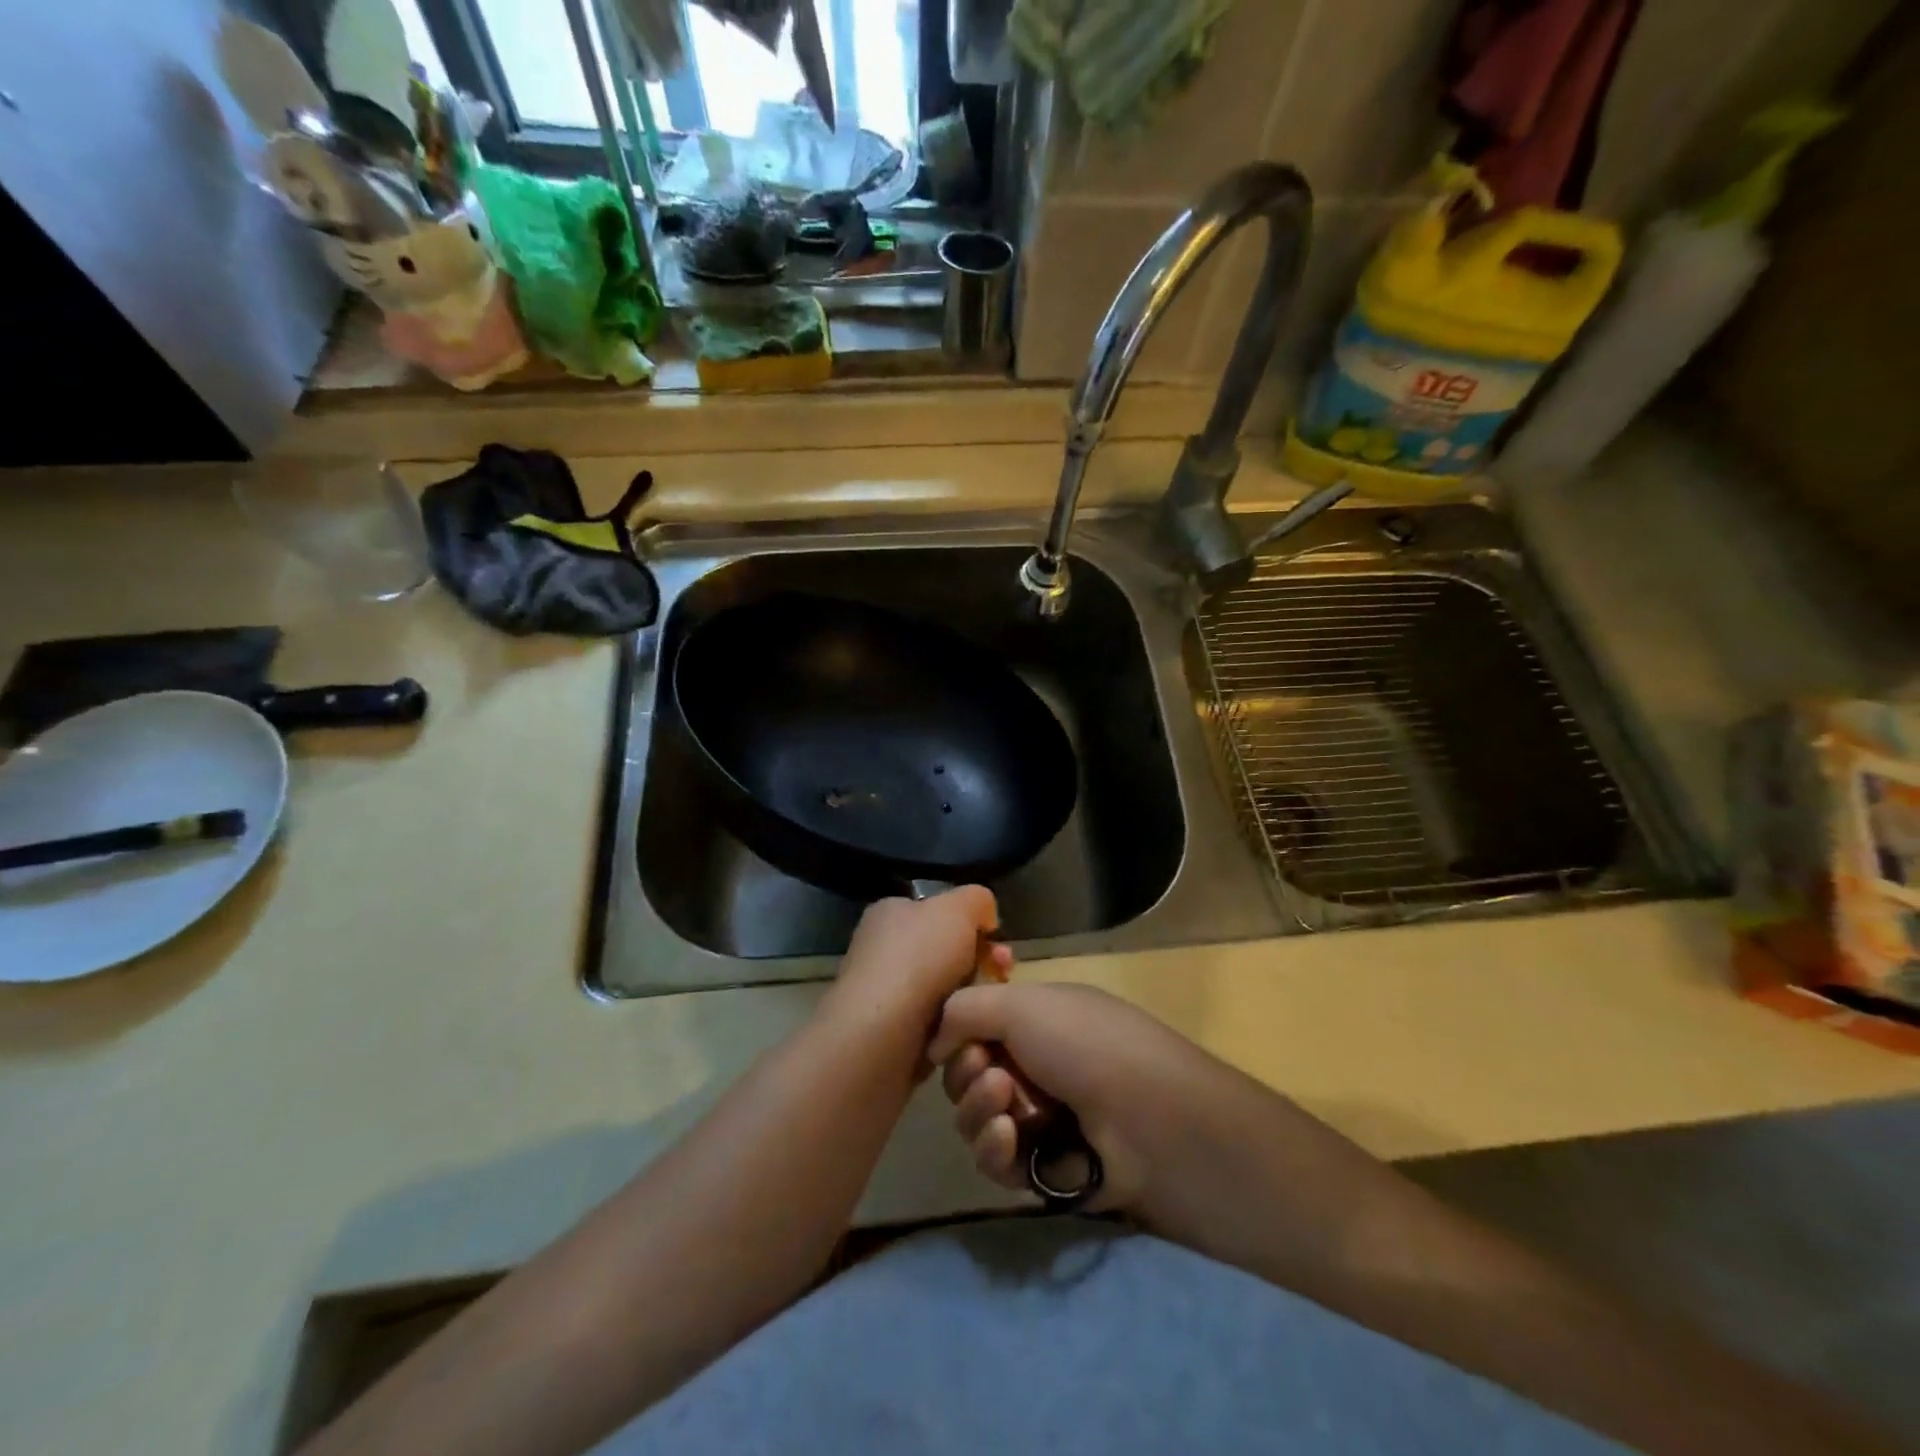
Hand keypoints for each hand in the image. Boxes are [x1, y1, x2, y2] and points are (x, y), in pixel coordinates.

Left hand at [826, 888, 1008, 1040]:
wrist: (880, 1036)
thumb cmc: (917, 959)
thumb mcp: (957, 908)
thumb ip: (977, 900)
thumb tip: (984, 917)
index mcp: (890, 913)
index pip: (939, 911)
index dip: (973, 923)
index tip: (997, 940)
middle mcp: (883, 949)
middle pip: (947, 951)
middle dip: (982, 961)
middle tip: (1004, 972)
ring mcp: (886, 993)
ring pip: (947, 990)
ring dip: (972, 996)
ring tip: (988, 1006)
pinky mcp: (892, 1033)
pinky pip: (937, 1024)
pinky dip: (955, 1026)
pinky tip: (967, 1031)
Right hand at [929, 982, 1247, 1217]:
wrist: (1151, 1121)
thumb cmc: (1086, 1045)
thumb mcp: (1020, 1005)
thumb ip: (962, 1010)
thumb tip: (934, 1040)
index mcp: (1039, 1019)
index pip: (976, 1026)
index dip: (960, 1034)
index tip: (958, 1039)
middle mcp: (1037, 1065)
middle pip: (968, 1073)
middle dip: (967, 1074)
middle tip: (990, 1075)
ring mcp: (1042, 1118)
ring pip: (976, 1119)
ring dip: (977, 1111)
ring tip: (1004, 1108)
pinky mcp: (1044, 1169)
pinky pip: (996, 1161)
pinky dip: (994, 1149)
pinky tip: (1007, 1139)